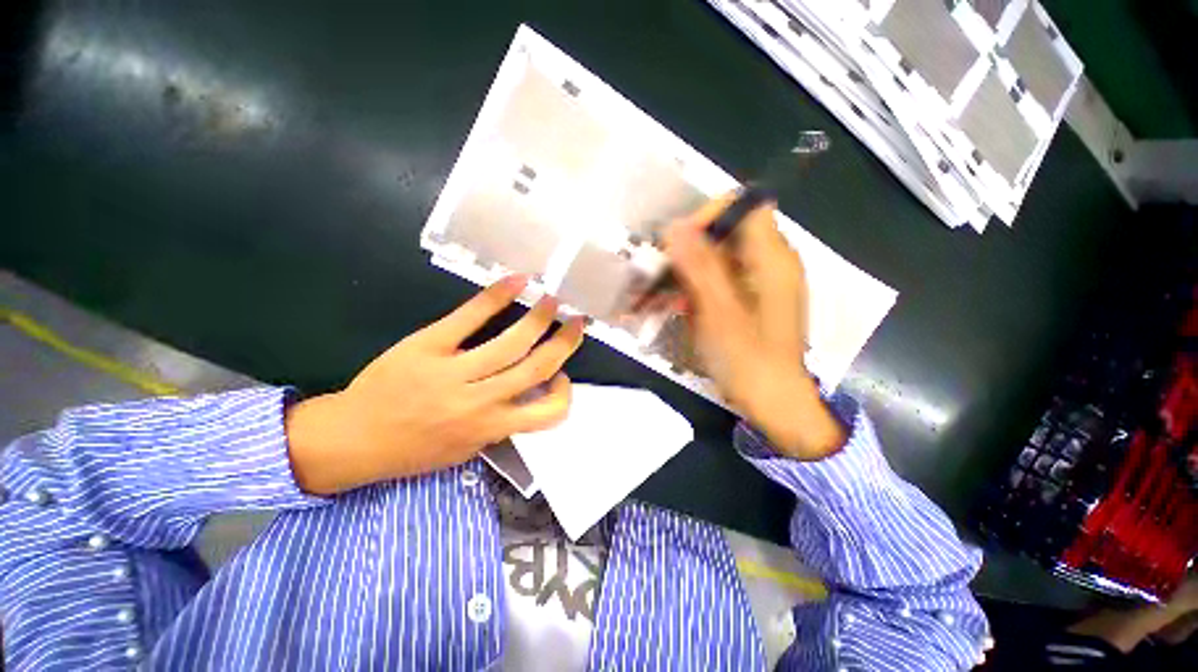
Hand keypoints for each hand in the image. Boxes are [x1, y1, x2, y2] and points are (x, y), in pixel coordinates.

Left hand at [285, 276, 585, 494]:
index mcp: (489, 428)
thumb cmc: (412, 451)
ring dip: (539, 318)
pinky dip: (495, 297)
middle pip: (536, 367)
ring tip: (553, 300)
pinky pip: (468, 318)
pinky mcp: (428, 345)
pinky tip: (516, 281)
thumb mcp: (465, 451)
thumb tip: (527, 398)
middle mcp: (479, 401)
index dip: (564, 393)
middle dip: (564, 343)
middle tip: (577, 321)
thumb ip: (500, 426)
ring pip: (511, 342)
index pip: (547, 413)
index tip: (563, 376)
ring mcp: (453, 371)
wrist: (352, 439)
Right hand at [662, 194, 844, 459]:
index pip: (742, 208)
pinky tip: (672, 305)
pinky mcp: (747, 301)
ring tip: (655, 293)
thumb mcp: (719, 312)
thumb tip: (675, 226)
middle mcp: (768, 263)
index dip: (707, 216)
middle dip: (687, 249)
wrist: (774, 404)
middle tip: (658, 272)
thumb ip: (699, 267)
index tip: (677, 243)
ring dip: (684, 272)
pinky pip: (716, 282)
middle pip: (724, 234)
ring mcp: (757, 283)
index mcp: (772, 259)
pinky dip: (693, 289)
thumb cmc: (749, 361)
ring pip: (716, 260)